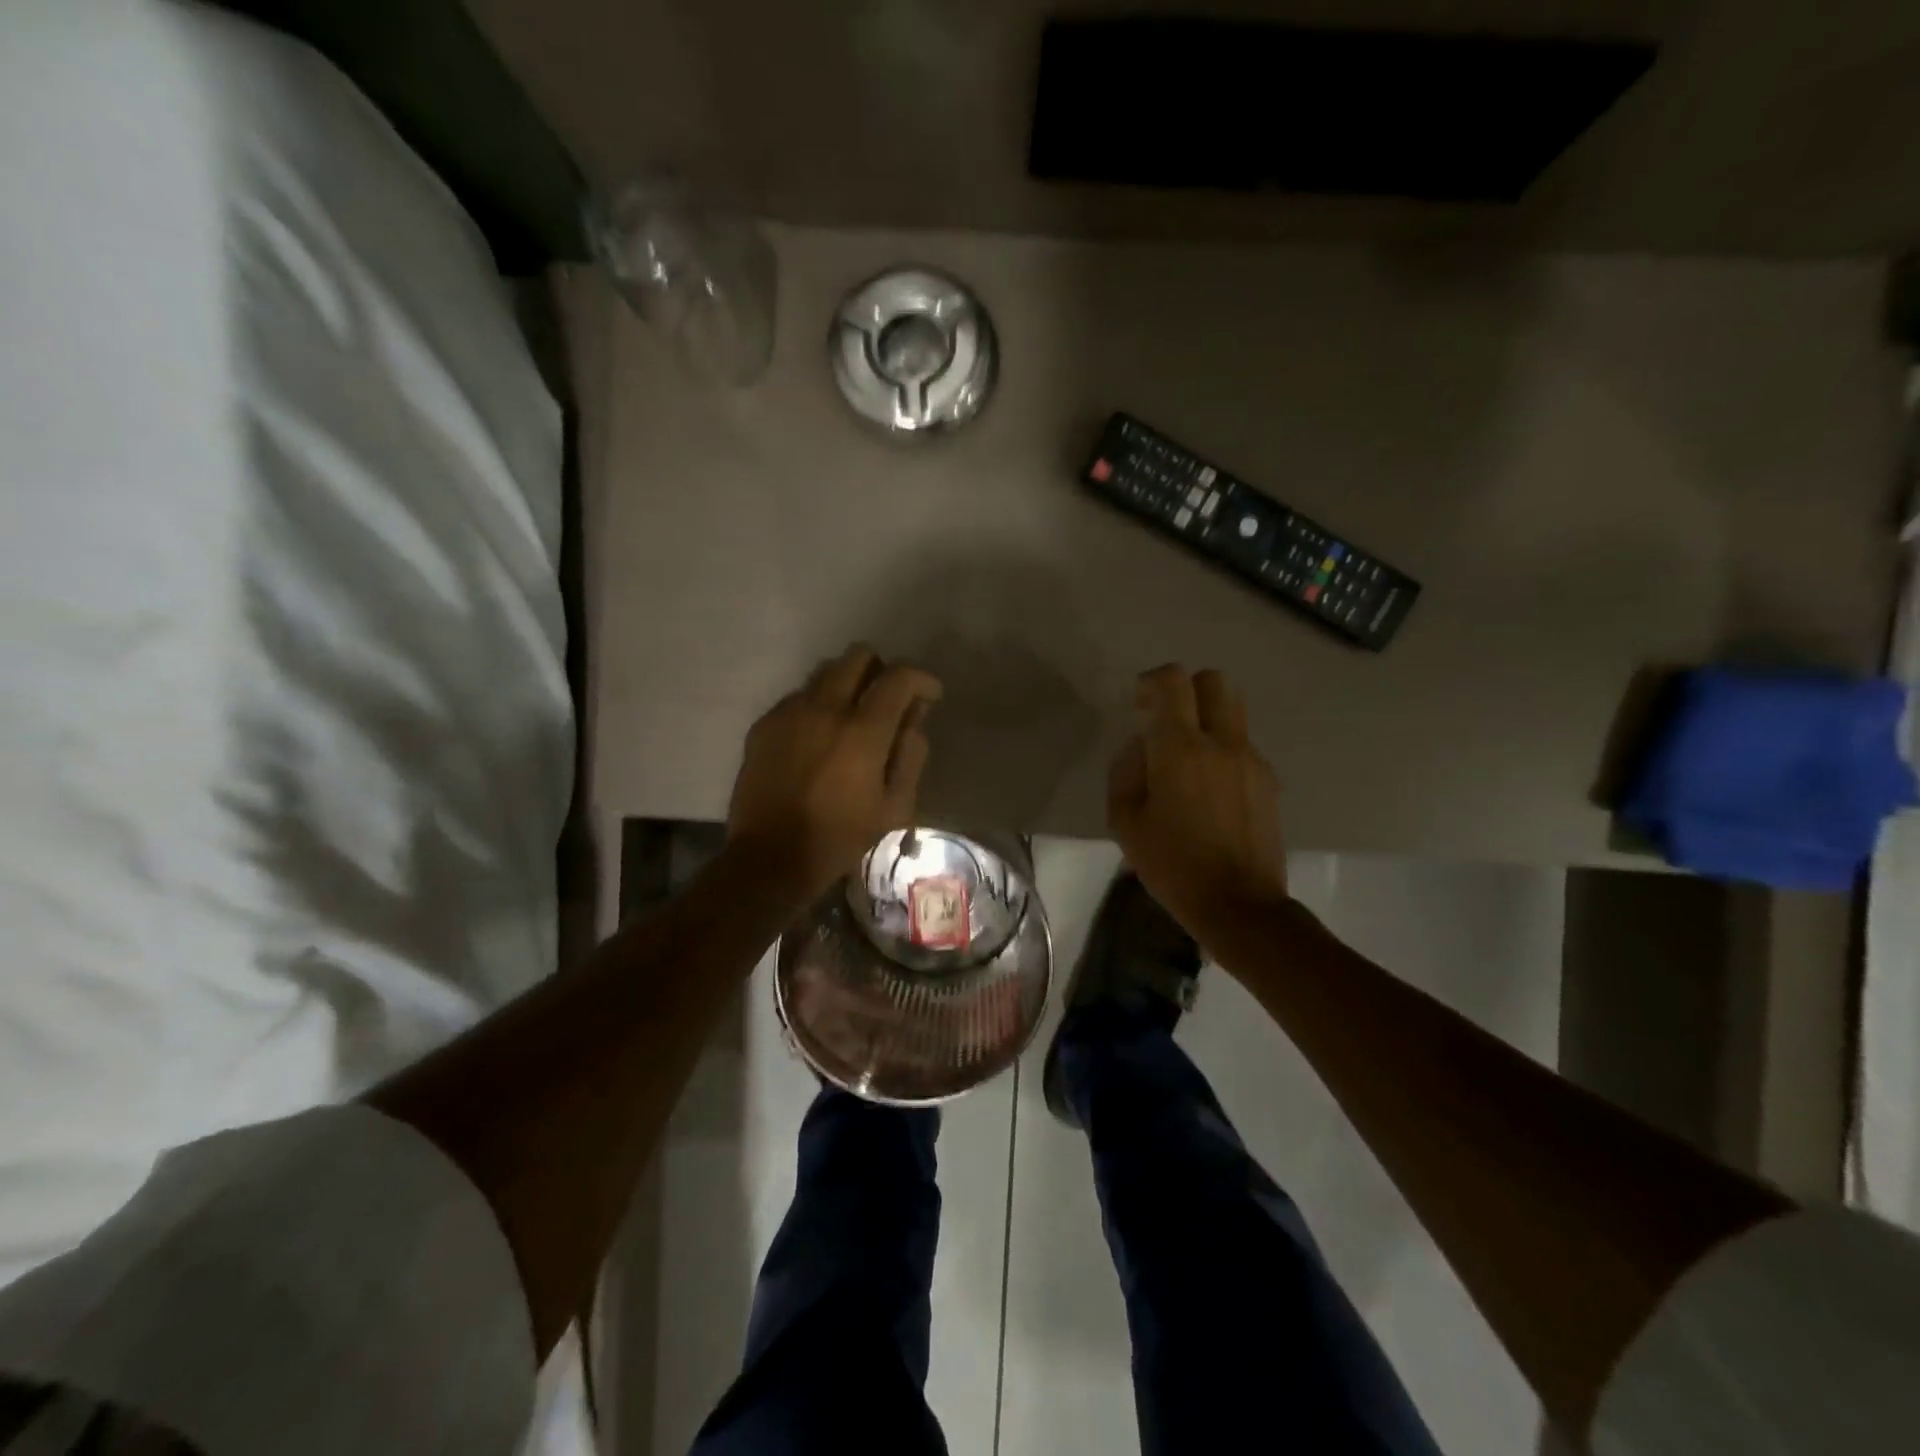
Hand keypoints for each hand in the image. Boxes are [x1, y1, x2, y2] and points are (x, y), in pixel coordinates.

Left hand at [727, 644, 942, 902]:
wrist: (770, 857)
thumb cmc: (840, 837)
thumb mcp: (894, 806)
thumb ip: (910, 755)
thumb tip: (913, 719)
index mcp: (862, 731)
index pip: (898, 676)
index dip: (921, 679)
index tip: (929, 695)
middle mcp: (825, 708)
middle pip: (858, 656)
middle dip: (881, 670)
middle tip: (888, 700)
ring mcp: (790, 712)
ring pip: (825, 671)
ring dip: (848, 683)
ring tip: (853, 715)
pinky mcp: (764, 724)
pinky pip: (798, 696)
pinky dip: (817, 704)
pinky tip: (819, 736)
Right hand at [1107, 665, 1288, 937]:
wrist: (1238, 905)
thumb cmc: (1172, 865)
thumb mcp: (1125, 822)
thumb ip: (1126, 771)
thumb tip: (1140, 747)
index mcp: (1180, 749)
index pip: (1173, 681)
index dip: (1152, 681)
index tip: (1139, 702)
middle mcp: (1221, 743)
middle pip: (1213, 681)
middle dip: (1186, 689)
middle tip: (1165, 720)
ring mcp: (1251, 760)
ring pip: (1233, 709)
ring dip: (1208, 715)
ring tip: (1188, 752)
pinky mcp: (1269, 780)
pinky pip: (1243, 744)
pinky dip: (1223, 748)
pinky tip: (1209, 787)